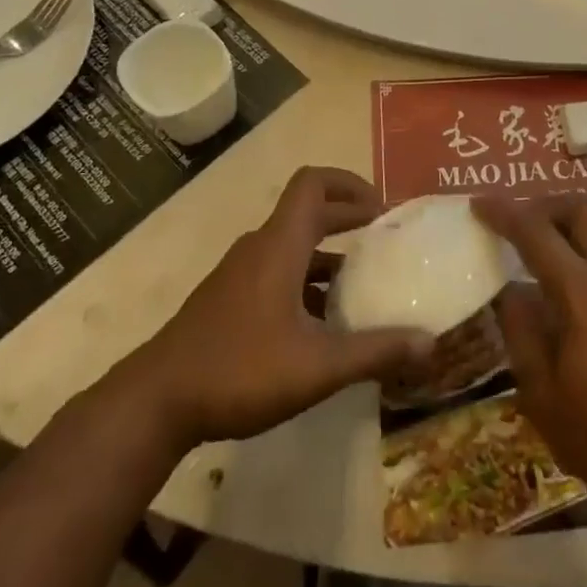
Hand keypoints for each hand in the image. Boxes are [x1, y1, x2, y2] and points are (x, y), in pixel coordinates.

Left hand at [132, 167, 432, 451]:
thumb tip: (431, 344)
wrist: (155, 403)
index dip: (350, 183)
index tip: (383, 207)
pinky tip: (324, 324)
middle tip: (386, 238)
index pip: (313, 184)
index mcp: (280, 245)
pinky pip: (277, 272)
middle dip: (348, 218)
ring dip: (329, 256)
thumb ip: (375, 353)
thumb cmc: (239, 370)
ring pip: (292, 247)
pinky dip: (306, 282)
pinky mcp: (229, 300)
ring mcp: (240, 274)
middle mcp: (260, 248)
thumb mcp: (317, 366)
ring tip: (364, 284)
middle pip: (308, 212)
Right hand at [477, 194, 586, 521]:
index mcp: (583, 293)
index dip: (504, 213)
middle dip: (544, 204)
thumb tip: (508, 290)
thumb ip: (521, 331)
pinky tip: (569, 285)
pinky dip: (586, 248)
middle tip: (516, 221)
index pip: (536, 233)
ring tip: (538, 249)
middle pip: (582, 209)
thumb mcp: (541, 393)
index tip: (477, 204)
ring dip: (568, 224)